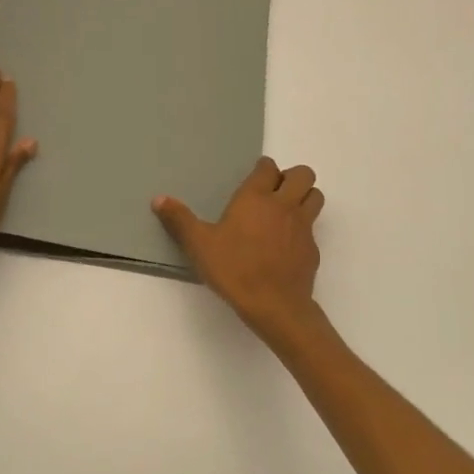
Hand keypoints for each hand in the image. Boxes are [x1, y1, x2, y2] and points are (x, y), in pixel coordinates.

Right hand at [153, 157, 324, 339]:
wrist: (275, 306)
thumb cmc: (234, 269)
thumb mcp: (199, 245)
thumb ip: (179, 220)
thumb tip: (158, 199)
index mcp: (256, 197)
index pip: (268, 167)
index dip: (263, 169)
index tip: (255, 177)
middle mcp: (284, 205)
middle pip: (303, 174)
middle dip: (292, 177)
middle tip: (274, 192)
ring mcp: (303, 227)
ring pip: (316, 197)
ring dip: (304, 197)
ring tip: (285, 211)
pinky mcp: (312, 249)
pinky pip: (313, 229)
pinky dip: (303, 230)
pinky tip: (286, 245)